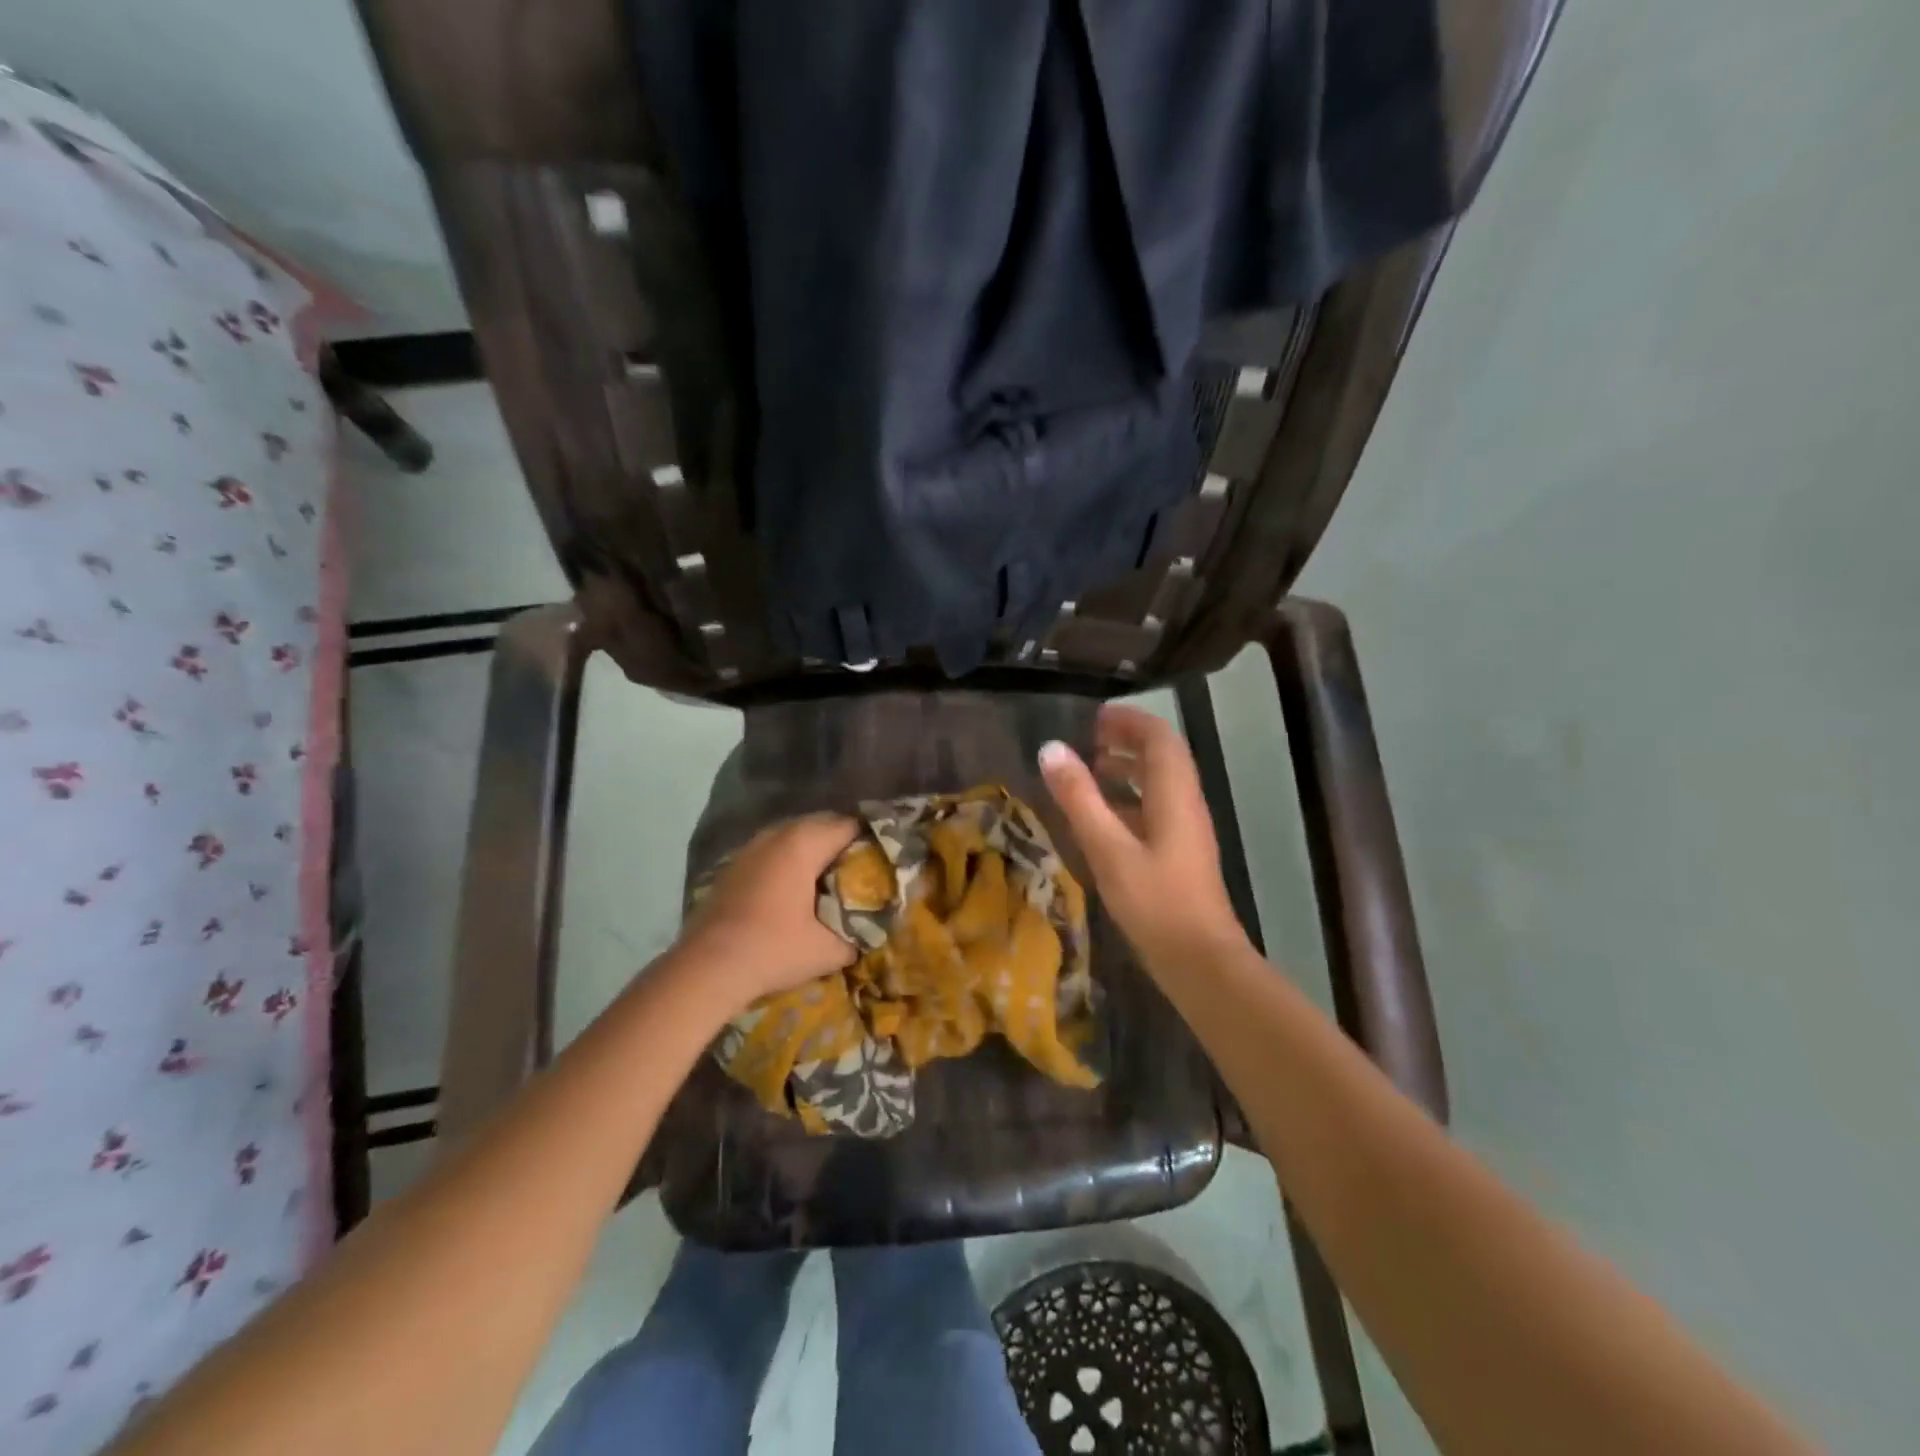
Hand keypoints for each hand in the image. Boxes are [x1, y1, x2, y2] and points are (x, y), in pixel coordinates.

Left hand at [677, 813, 859, 1005]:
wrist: (706, 968)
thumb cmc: (773, 950)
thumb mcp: (828, 950)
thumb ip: (857, 934)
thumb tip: (869, 930)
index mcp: (804, 843)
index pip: (850, 826)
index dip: (872, 841)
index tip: (884, 861)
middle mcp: (777, 834)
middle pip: (822, 824)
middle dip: (844, 843)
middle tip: (862, 870)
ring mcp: (751, 847)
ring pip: (795, 836)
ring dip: (815, 851)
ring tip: (831, 879)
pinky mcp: (735, 865)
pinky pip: (774, 850)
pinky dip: (790, 861)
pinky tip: (796, 889)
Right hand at [1039, 705, 1247, 972]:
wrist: (1200, 961)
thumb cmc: (1155, 901)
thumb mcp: (1108, 848)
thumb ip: (1079, 798)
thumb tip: (1051, 749)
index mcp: (1174, 794)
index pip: (1159, 737)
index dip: (1129, 720)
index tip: (1095, 717)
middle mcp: (1185, 804)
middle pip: (1162, 757)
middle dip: (1127, 741)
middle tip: (1089, 739)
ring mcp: (1185, 830)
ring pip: (1159, 784)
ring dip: (1128, 770)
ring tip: (1090, 771)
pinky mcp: (1179, 854)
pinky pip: (1155, 809)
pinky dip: (1129, 800)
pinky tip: (1101, 818)